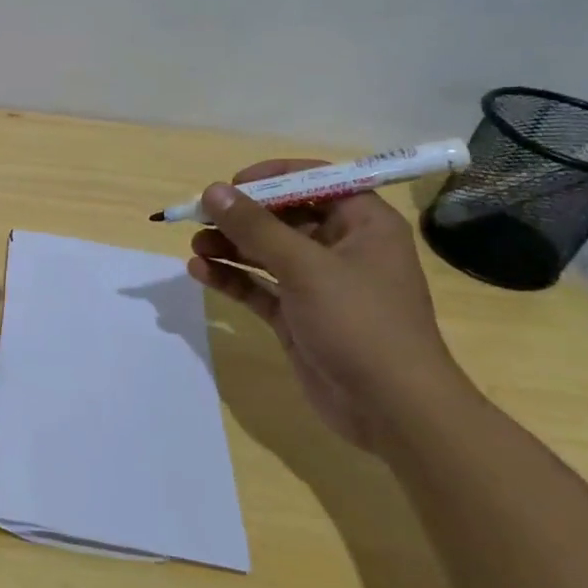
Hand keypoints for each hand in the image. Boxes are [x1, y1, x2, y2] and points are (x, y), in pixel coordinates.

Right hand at [185, 162, 462, 450]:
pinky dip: (232, 278)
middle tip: (200, 216)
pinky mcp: (298, 317)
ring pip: (266, 253)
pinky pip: (259, 287)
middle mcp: (341, 248)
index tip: (231, 185)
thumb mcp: (305, 267)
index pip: (315, 182)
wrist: (392, 410)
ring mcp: (318, 285)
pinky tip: (200, 272)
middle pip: (284, 217)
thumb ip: (255, 227)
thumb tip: (213, 190)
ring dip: (230, 246)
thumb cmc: (360, 323)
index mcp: (363, 224)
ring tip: (195, 246)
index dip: (272, 178)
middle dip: (241, 216)